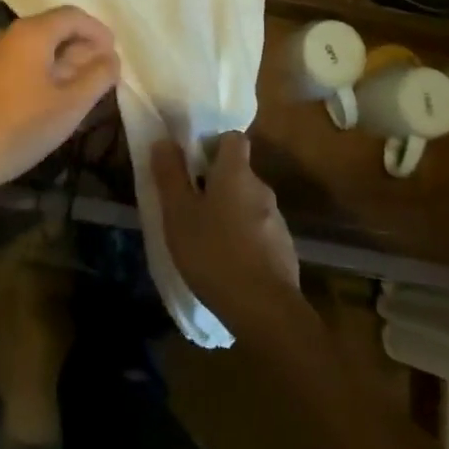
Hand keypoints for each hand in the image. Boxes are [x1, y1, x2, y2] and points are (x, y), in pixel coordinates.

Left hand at [0, 7, 118, 194]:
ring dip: (61, 63)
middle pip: (53, 29)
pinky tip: (47, 102)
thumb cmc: (19, 126)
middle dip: (81, 48)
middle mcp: (9, 34)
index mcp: (32, 33)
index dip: (98, 31)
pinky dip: (40, 74)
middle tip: (101, 75)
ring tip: (79, 91)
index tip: (114, 54)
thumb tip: (111, 58)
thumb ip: (97, 77)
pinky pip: (18, 64)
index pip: (73, 16)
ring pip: (35, 49)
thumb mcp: (70, 105)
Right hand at [152, 132, 305, 341]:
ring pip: (248, 205)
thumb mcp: (179, 214)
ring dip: (230, 214)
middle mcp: (261, 188)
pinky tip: (228, 265)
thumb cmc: (213, 252)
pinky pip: (259, 233)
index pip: (234, 139)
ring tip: (206, 240)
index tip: (193, 163)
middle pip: (239, 174)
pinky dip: (244, 240)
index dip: (214, 144)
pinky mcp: (284, 250)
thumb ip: (170, 175)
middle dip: (217, 184)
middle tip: (191, 206)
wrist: (264, 309)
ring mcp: (277, 221)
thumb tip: (164, 140)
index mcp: (236, 173)